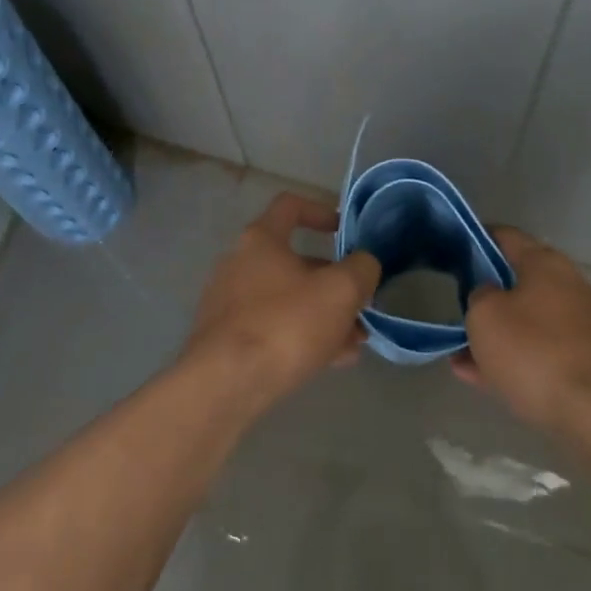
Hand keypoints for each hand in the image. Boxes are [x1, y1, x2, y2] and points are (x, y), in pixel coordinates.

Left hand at [184, 192, 381, 402]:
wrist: (226, 384)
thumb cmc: (286, 324)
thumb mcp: (341, 291)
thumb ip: (361, 269)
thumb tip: (364, 265)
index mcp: (261, 240)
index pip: (290, 206)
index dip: (321, 212)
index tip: (345, 233)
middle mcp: (239, 264)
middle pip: (295, 262)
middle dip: (334, 282)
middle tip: (361, 304)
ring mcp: (230, 303)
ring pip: (288, 300)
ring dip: (323, 315)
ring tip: (354, 342)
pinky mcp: (227, 339)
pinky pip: (274, 328)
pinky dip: (302, 337)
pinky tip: (330, 361)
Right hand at [450, 227, 590, 430]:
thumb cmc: (533, 352)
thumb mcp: (485, 316)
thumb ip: (478, 295)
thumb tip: (488, 296)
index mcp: (546, 263)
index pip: (505, 236)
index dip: (475, 240)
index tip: (451, 252)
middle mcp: (570, 285)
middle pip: (518, 280)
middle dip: (486, 295)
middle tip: (456, 308)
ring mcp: (583, 324)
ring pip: (528, 321)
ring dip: (496, 333)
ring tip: (460, 353)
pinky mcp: (588, 360)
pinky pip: (540, 351)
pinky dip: (513, 358)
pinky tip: (481, 377)